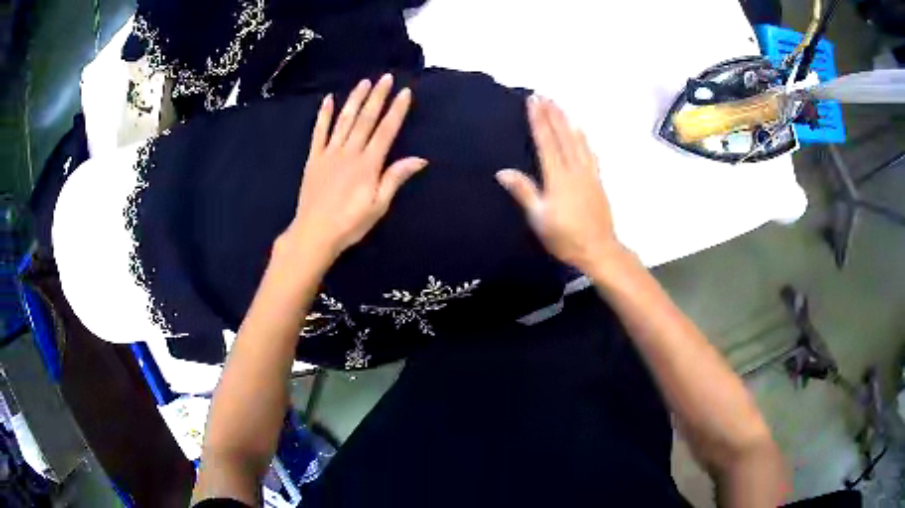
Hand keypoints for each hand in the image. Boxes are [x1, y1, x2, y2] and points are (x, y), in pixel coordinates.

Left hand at [280, 74, 427, 262]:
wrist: (315, 232)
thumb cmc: (350, 223)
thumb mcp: (379, 205)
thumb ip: (395, 178)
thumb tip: (420, 159)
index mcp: (368, 163)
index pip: (386, 130)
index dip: (397, 110)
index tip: (405, 92)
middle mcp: (350, 152)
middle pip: (366, 119)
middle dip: (377, 97)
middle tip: (386, 77)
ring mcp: (330, 152)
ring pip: (344, 120)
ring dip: (355, 99)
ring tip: (364, 82)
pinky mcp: (314, 158)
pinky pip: (319, 132)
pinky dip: (324, 115)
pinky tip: (328, 99)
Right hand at [496, 96, 622, 273]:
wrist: (598, 249)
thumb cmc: (564, 237)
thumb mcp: (539, 218)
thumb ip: (523, 192)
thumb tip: (503, 171)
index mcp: (557, 176)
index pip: (546, 141)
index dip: (538, 120)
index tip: (533, 101)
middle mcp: (574, 169)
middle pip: (562, 136)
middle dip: (552, 114)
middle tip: (544, 95)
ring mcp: (588, 174)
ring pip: (577, 141)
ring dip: (567, 121)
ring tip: (560, 106)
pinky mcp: (597, 180)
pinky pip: (590, 153)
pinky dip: (584, 139)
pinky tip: (581, 132)